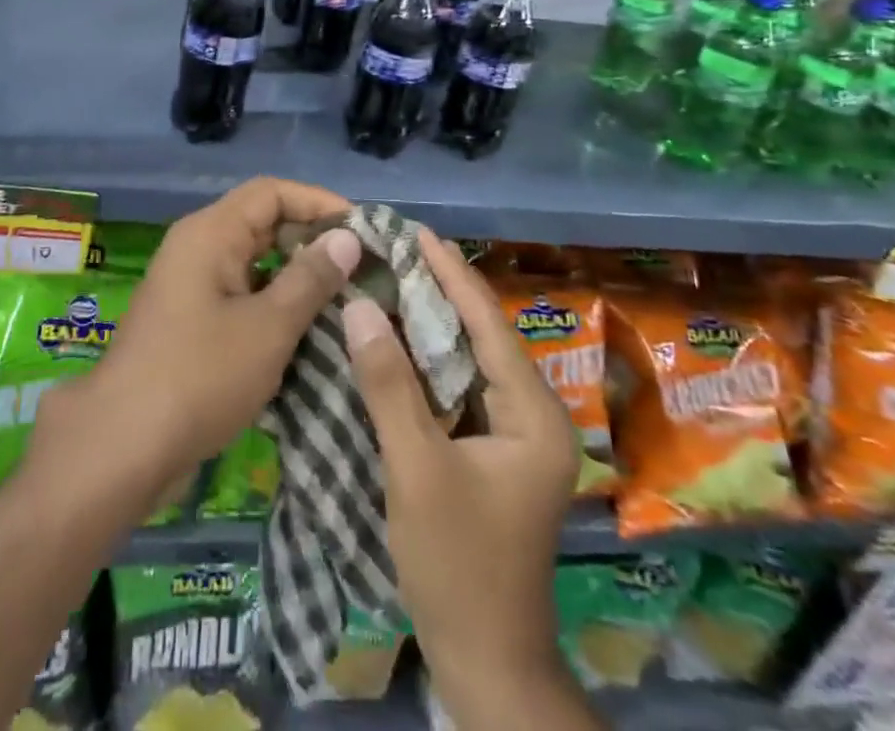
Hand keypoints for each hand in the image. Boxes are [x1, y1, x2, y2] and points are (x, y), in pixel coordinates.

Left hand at [33, 177, 358, 517]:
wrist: (122, 447)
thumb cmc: (200, 376)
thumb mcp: (268, 327)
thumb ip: (311, 278)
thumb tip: (348, 238)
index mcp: (211, 232)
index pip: (273, 192)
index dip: (319, 203)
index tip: (362, 231)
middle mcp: (198, 246)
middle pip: (262, 222)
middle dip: (312, 240)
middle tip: (361, 268)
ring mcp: (191, 284)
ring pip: (254, 261)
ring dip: (296, 274)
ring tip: (345, 298)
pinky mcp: (191, 319)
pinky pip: (241, 292)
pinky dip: (274, 302)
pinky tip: (307, 329)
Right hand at [343, 227, 588, 727]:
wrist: (485, 661)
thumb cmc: (457, 564)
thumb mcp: (417, 468)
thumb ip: (388, 383)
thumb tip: (360, 305)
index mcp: (533, 415)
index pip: (488, 324)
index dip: (452, 274)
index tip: (417, 232)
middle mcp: (533, 416)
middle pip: (483, 336)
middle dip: (442, 290)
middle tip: (397, 248)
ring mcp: (515, 437)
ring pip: (470, 361)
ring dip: (434, 322)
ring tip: (395, 278)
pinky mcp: (493, 453)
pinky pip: (459, 388)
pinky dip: (429, 359)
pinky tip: (398, 339)